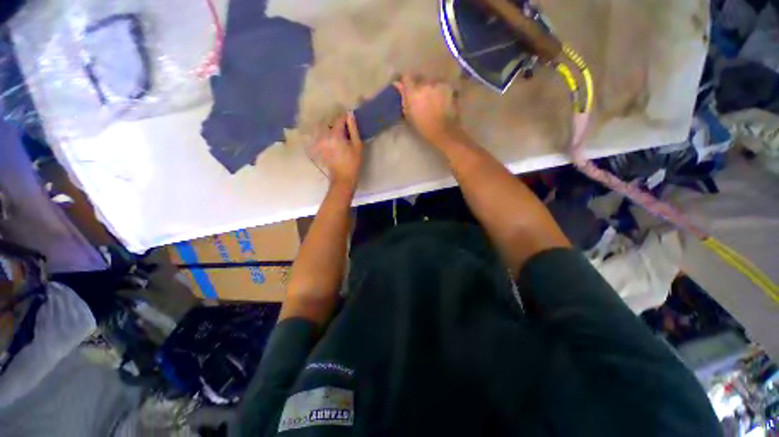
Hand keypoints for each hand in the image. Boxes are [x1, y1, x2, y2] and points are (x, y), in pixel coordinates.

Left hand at [310, 112, 363, 188]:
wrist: (343, 178)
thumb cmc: (353, 163)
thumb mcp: (357, 145)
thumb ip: (353, 129)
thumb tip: (350, 114)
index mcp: (335, 135)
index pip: (339, 119)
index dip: (346, 118)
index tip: (352, 120)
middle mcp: (325, 136)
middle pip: (332, 124)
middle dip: (340, 124)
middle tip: (349, 130)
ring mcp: (321, 142)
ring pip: (328, 131)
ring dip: (335, 130)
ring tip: (344, 136)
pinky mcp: (320, 148)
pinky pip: (325, 137)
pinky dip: (331, 137)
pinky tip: (338, 144)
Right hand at [394, 74, 459, 145]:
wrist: (443, 131)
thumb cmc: (423, 127)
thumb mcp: (409, 115)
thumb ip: (403, 98)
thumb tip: (397, 84)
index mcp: (413, 92)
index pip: (406, 78)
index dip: (407, 82)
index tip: (407, 88)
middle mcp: (425, 84)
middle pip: (420, 79)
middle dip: (420, 85)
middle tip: (421, 96)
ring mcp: (437, 84)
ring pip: (431, 81)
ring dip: (431, 87)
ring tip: (433, 99)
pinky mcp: (448, 87)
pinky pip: (441, 85)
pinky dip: (441, 90)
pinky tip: (442, 99)